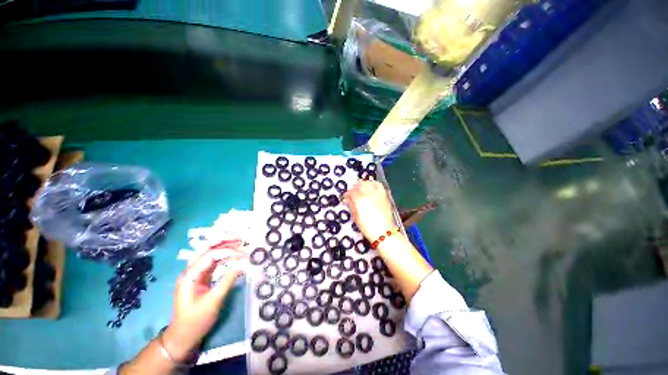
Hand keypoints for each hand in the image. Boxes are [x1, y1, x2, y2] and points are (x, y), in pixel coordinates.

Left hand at [163, 241, 245, 360]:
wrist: (183, 336)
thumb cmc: (196, 320)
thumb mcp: (214, 301)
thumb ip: (228, 279)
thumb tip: (243, 263)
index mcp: (189, 275)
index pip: (210, 255)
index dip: (228, 251)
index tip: (244, 254)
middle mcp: (191, 271)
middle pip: (206, 249)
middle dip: (223, 241)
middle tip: (240, 238)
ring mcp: (195, 274)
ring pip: (210, 254)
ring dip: (224, 247)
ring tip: (239, 243)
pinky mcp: (201, 278)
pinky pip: (212, 262)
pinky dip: (223, 257)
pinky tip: (233, 255)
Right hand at [343, 180, 395, 239]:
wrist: (383, 232)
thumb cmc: (367, 227)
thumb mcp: (356, 217)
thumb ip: (351, 205)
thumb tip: (348, 199)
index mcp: (359, 200)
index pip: (351, 191)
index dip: (347, 193)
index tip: (346, 197)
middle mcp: (368, 194)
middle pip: (359, 184)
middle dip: (355, 187)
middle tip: (353, 192)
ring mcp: (377, 194)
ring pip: (369, 183)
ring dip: (364, 184)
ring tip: (362, 188)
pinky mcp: (385, 195)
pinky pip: (378, 185)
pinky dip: (373, 184)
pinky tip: (371, 187)